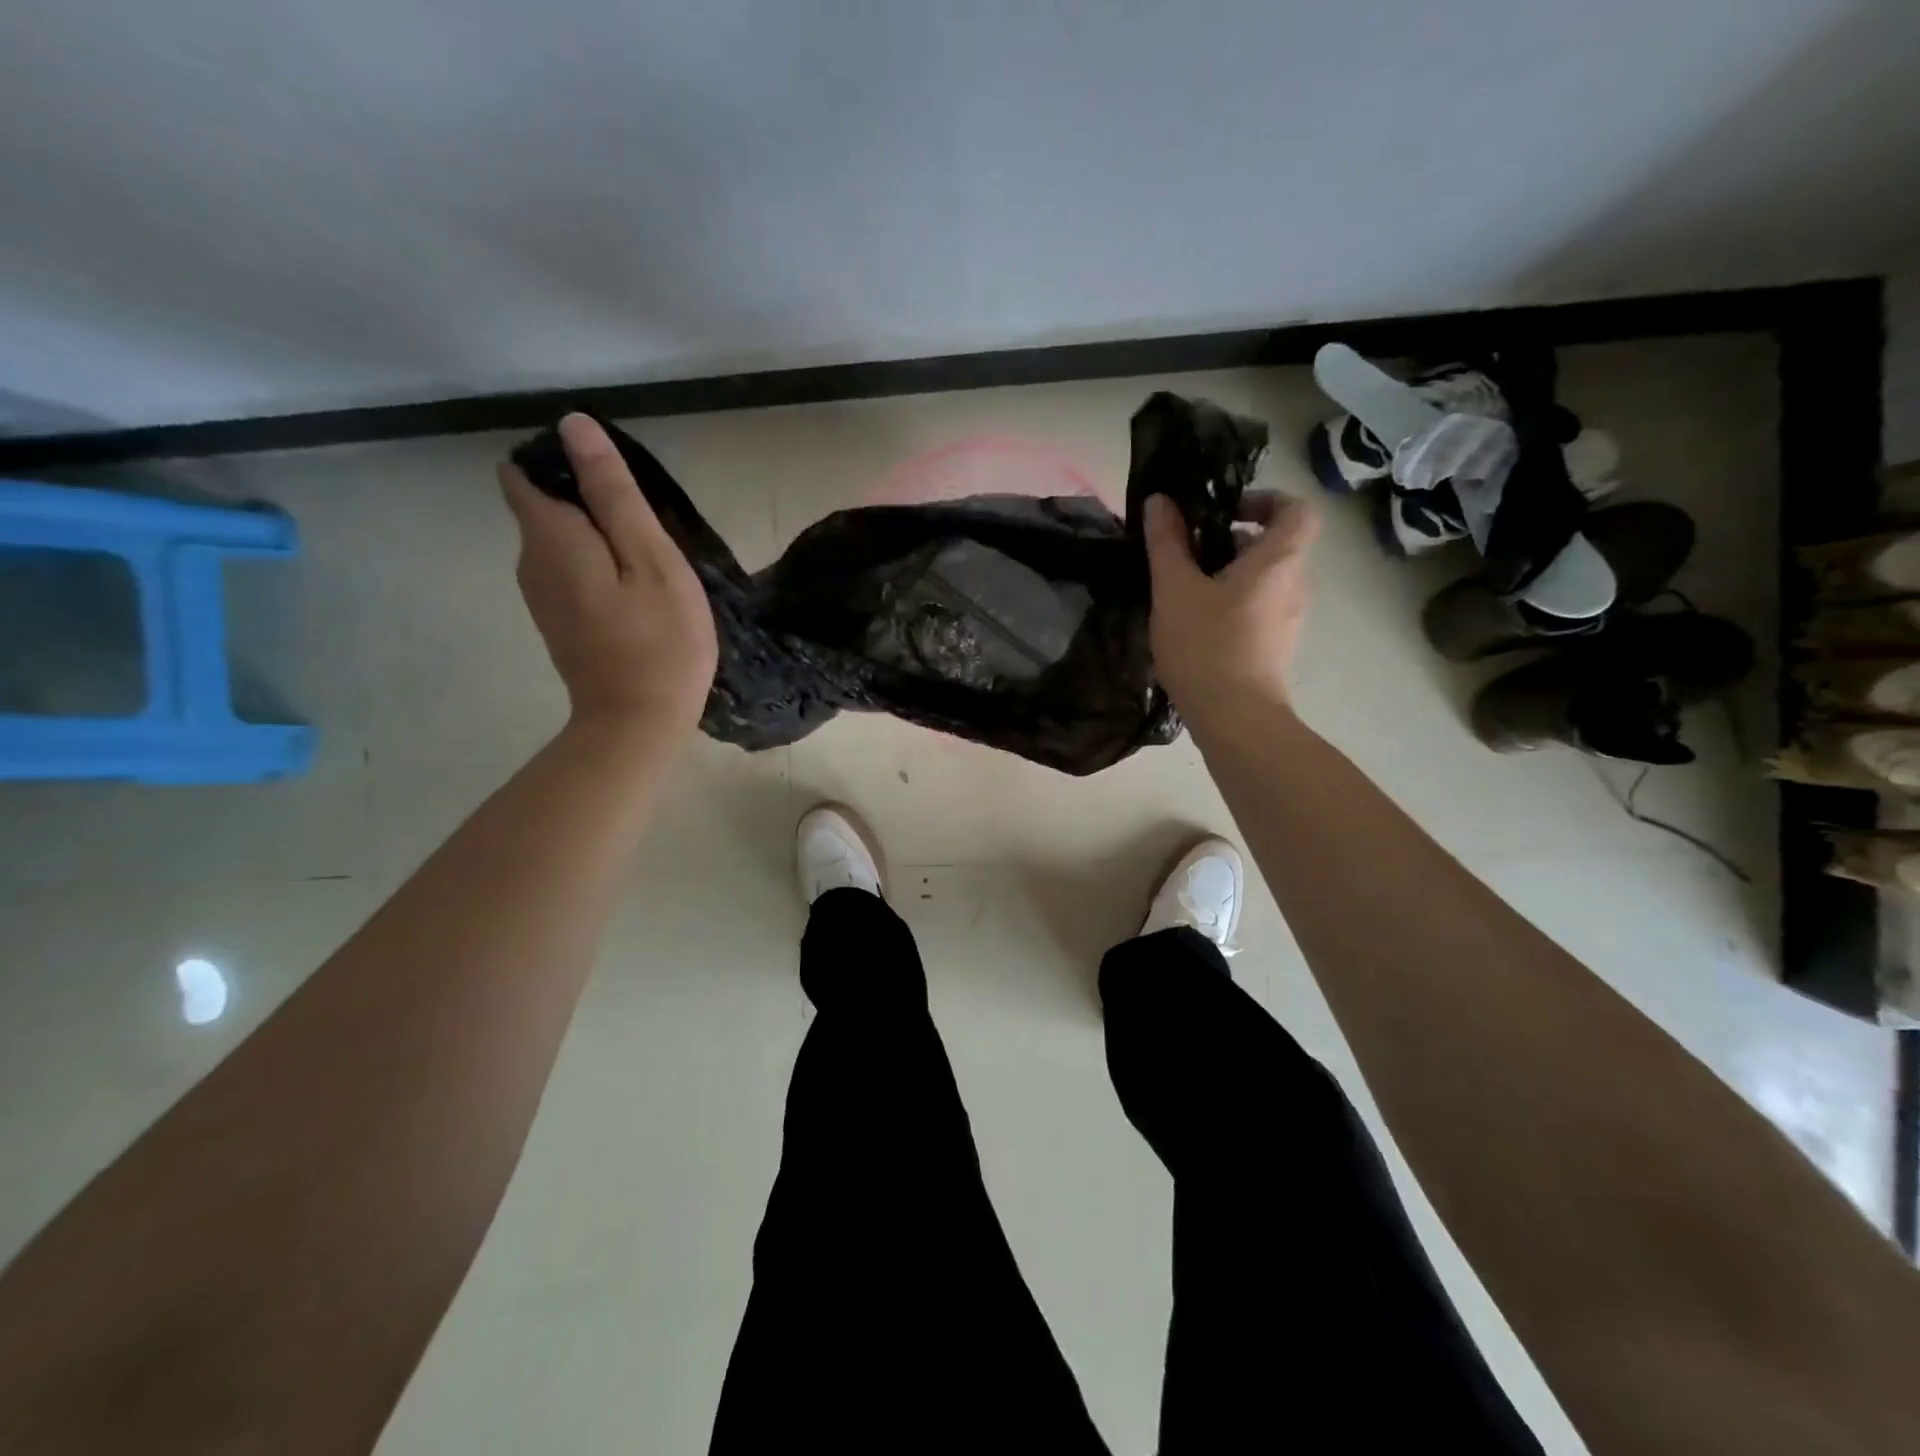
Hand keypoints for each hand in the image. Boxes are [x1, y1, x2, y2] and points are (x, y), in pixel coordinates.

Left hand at [498, 414, 718, 733]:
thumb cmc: (658, 640)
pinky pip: (567, 572)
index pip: (526, 473)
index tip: (615, 482)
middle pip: (543, 507)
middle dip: (586, 501)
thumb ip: (613, 494)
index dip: (563, 463)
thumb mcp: (652, 560)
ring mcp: (540, 597)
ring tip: (647, 559)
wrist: (637, 723)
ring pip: (558, 542)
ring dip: (594, 537)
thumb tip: (573, 427)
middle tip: (648, 526)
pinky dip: (594, 567)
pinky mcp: (558, 623)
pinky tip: (634, 590)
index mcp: (550, 537)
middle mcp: (530, 560)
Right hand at [1143, 490, 1318, 733]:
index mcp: (1279, 560)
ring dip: (1229, 575)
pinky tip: (1195, 625)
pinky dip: (1232, 605)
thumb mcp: (1175, 589)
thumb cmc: (1206, 646)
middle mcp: (1294, 585)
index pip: (1297, 508)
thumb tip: (1160, 501)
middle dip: (1234, 540)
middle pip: (1276, 545)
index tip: (1225, 512)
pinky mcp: (1275, 647)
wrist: (1235, 720)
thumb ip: (1167, 542)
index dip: (1266, 500)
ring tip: (1184, 591)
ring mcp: (1288, 620)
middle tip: (1190, 552)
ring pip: (1264, 580)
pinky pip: (1258, 609)